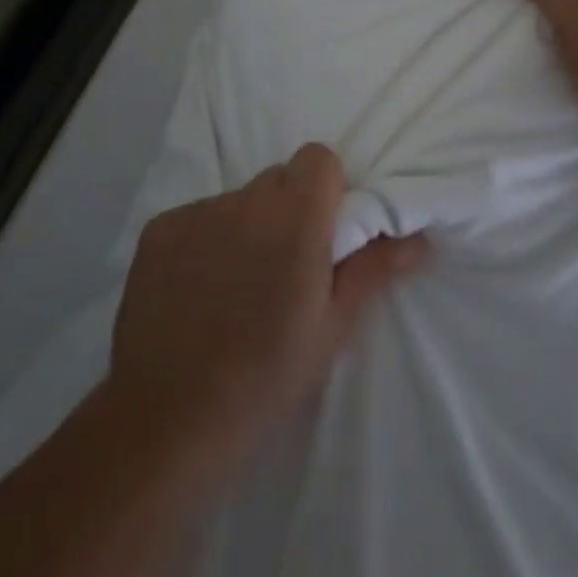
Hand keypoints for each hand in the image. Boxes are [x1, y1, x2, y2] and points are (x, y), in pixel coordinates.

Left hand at [110, 143, 427, 473]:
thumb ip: (372, 268)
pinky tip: (197, 289)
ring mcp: (197, 212)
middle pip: (278, 178)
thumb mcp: (332, 327)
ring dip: (247, 225)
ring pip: (238, 199)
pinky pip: (197, 217)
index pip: (318, 158)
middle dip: (289, 207)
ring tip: (237, 284)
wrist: (169, 418)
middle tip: (285, 264)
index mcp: (296, 219)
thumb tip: (419, 237)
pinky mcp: (158, 229)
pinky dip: (205, 240)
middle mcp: (246, 201)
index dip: (327, 188)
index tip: (325, 232)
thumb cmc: (266, 375)